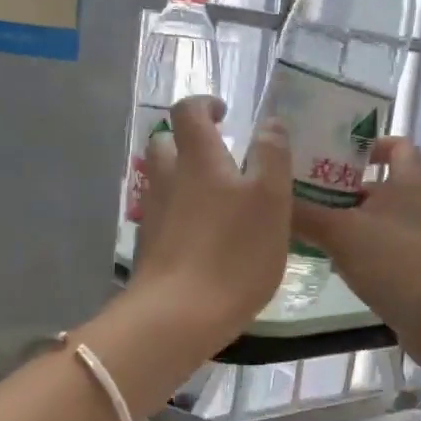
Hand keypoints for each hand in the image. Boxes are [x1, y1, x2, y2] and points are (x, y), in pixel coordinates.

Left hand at [131, 95, 292, 351]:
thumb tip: (269, 124)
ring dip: (185, 180)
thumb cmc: (234, 253)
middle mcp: (167, 179)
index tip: (224, 114)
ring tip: (219, 203)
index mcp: (198, 160)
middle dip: (189, 143)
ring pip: (163, 182)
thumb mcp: (271, 200)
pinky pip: (163, 216)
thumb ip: (272, 156)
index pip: (188, 111)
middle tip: (221, 159)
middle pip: (166, 145)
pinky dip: (181, 216)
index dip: (204, 104)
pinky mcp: (148, 247)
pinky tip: (204, 240)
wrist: (179, 316)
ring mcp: (153, 215)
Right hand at [291, 136, 420, 366]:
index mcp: (406, 182)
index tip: (334, 151)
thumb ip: (304, 214)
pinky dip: (350, 251)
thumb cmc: (396, 261)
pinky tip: (322, 259)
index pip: (396, 146)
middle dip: (338, 186)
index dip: (368, 144)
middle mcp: (412, 206)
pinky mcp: (406, 270)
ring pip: (370, 220)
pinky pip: (373, 250)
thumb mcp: (341, 232)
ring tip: (300, 223)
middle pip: (373, 185)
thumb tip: (271, 199)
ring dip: (340, 220)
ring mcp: (411, 240)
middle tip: (299, 188)